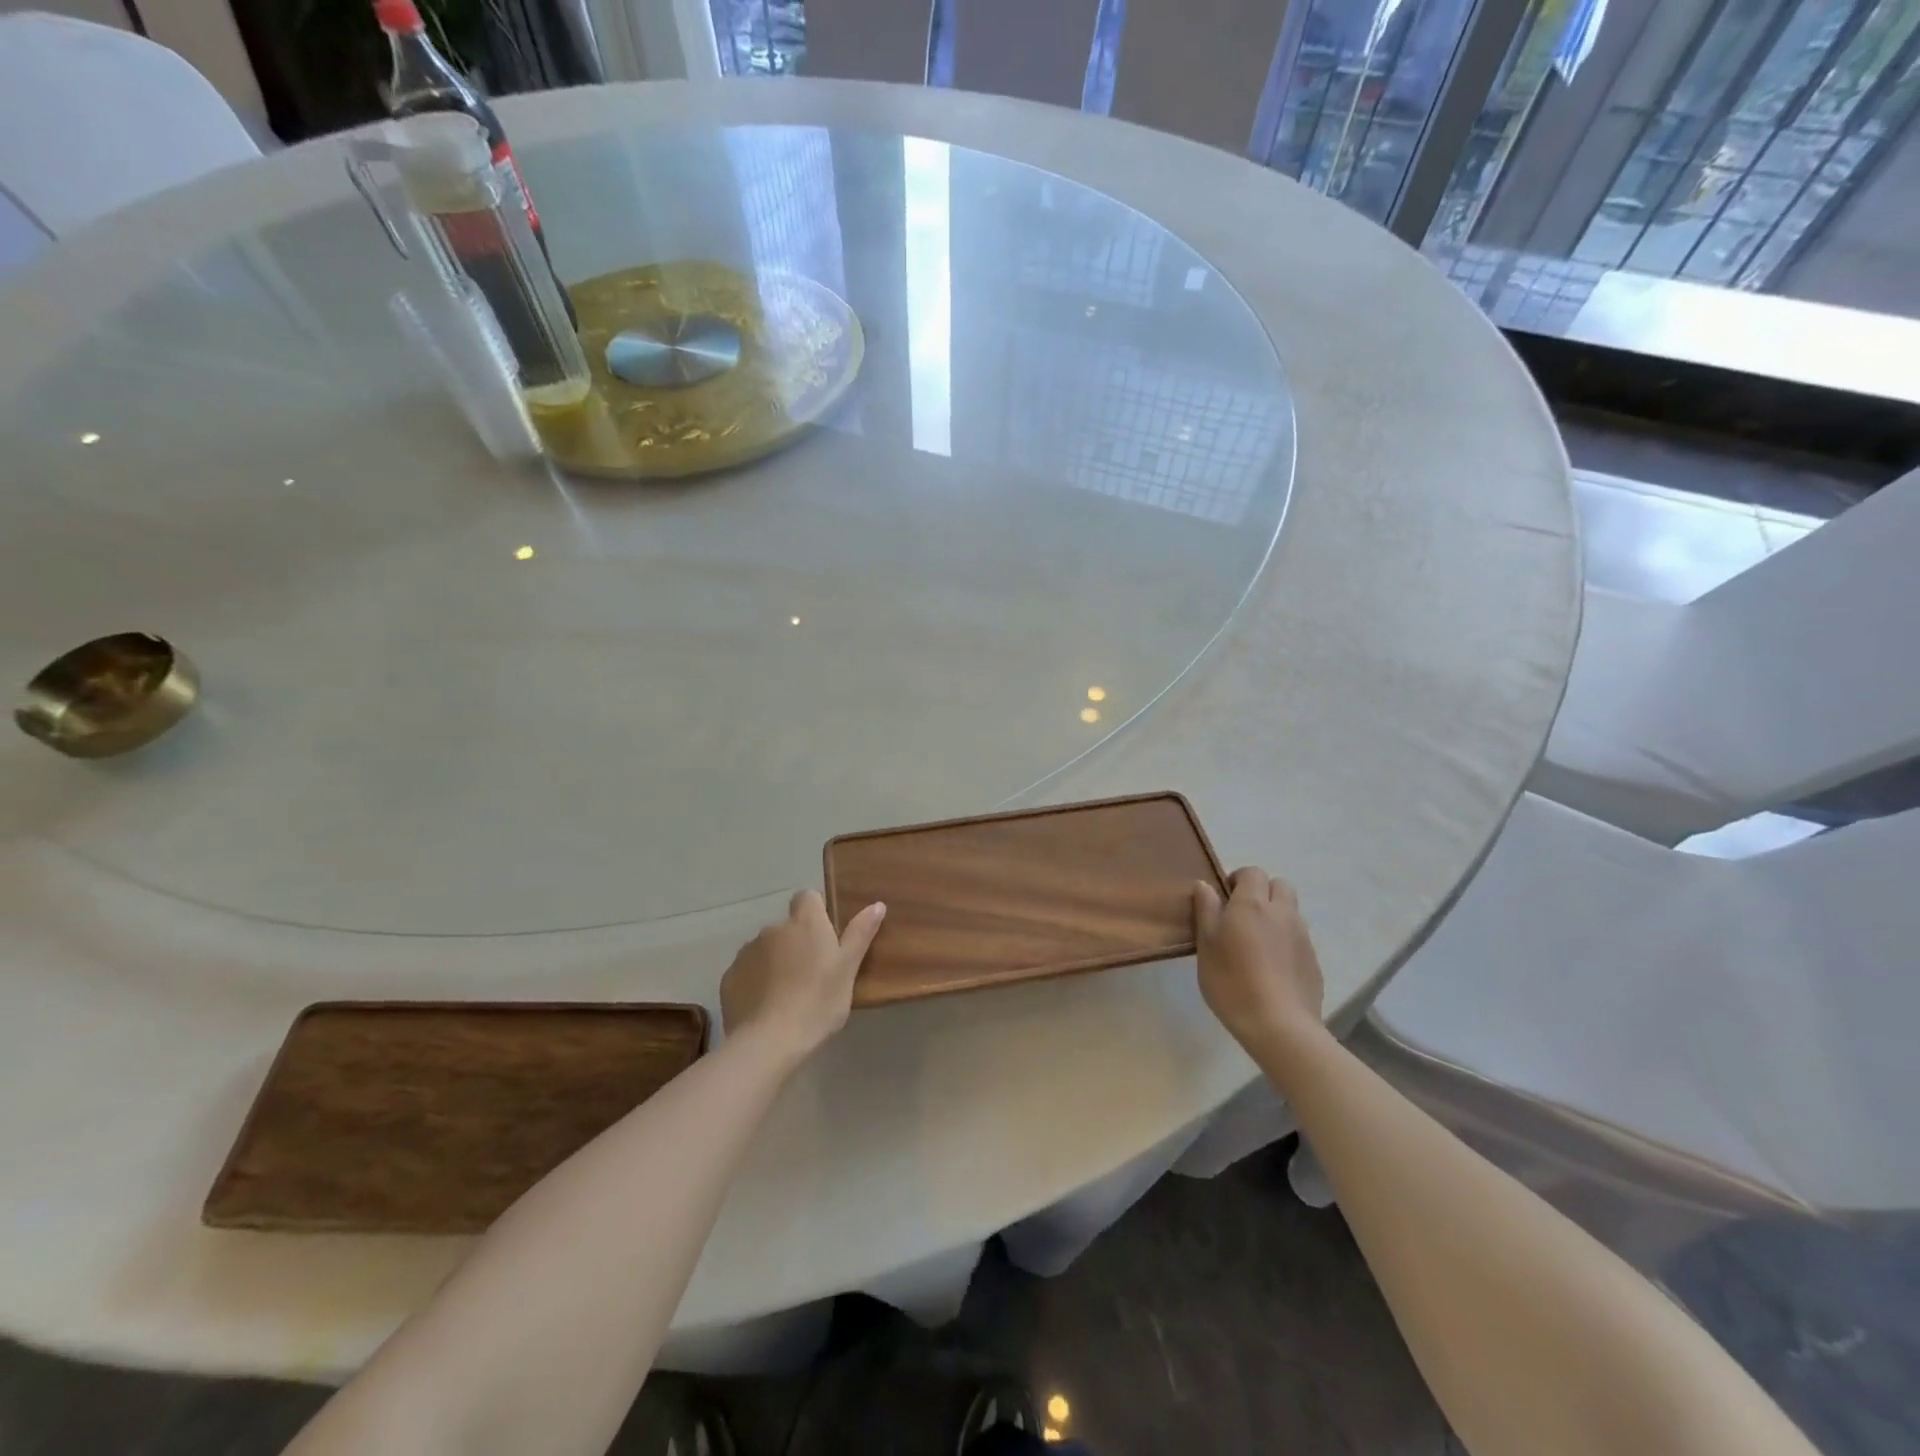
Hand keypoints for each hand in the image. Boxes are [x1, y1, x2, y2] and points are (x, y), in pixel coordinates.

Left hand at [720, 891, 885, 1063]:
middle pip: (788, 927)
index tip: (826, 937)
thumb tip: (877, 904)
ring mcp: (747, 952)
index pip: (807, 897)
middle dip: (797, 942)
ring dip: (776, 962)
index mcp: (805, 923)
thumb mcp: (848, 969)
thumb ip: (860, 934)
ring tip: (788, 995)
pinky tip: (766, 1007)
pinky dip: (756, 982)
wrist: (768, 1042)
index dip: (816, 912)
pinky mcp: (729, 977)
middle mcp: (773, 929)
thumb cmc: (818, 1002)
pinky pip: (747, 971)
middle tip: (812, 974)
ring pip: (766, 949)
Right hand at [1192, 868, 1324, 1054]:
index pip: (1252, 872)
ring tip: (1257, 944)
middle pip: (1280, 885)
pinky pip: (1299, 938)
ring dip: (1276, 916)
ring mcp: (1302, 937)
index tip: (1223, 900)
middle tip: (1242, 916)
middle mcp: (1282, 912)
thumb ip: (1206, 910)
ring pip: (1291, 912)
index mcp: (1253, 903)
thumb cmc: (1232, 981)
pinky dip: (1286, 942)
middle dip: (1263, 892)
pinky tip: (1272, 968)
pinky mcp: (1314, 961)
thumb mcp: (1206, 944)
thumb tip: (1205, 885)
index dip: (1238, 880)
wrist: (1279, 1025)